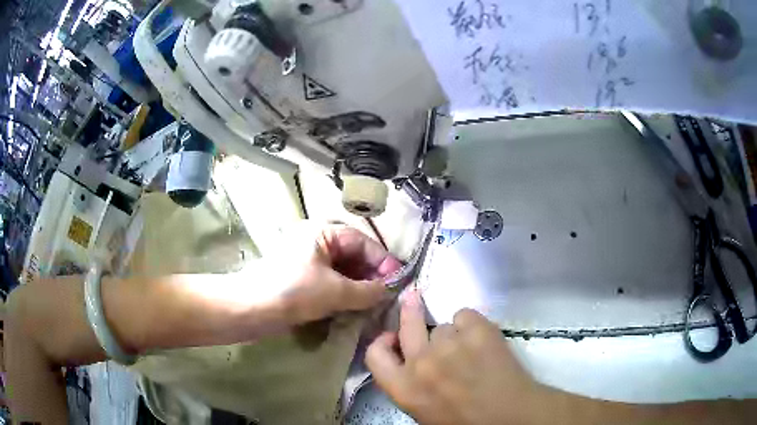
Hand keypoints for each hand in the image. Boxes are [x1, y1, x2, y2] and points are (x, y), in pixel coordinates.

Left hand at [272, 224, 401, 325]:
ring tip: (374, 304)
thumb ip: (367, 291)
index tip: (398, 281)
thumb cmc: (293, 292)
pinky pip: (330, 282)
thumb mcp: (335, 291)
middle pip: (353, 255)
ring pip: (342, 270)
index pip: (362, 242)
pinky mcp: (301, 279)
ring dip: (359, 286)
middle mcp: (315, 242)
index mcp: (322, 232)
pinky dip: (344, 293)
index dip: (382, 261)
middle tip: (387, 295)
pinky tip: (355, 307)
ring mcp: (307, 261)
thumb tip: (388, 291)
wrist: (250, 310)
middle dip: (371, 275)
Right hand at [366, 290, 549, 424]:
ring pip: (443, 326)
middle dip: (409, 310)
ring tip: (470, 349)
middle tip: (413, 298)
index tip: (391, 335)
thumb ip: (410, 384)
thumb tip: (410, 359)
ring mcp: (450, 344)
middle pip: (407, 325)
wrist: (510, 416)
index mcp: (404, 388)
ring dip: (452, 334)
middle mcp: (421, 363)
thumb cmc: (465, 422)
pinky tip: (483, 340)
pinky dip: (472, 325)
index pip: (374, 355)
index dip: (382, 342)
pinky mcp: (477, 329)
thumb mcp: (423, 410)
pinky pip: (465, 315)